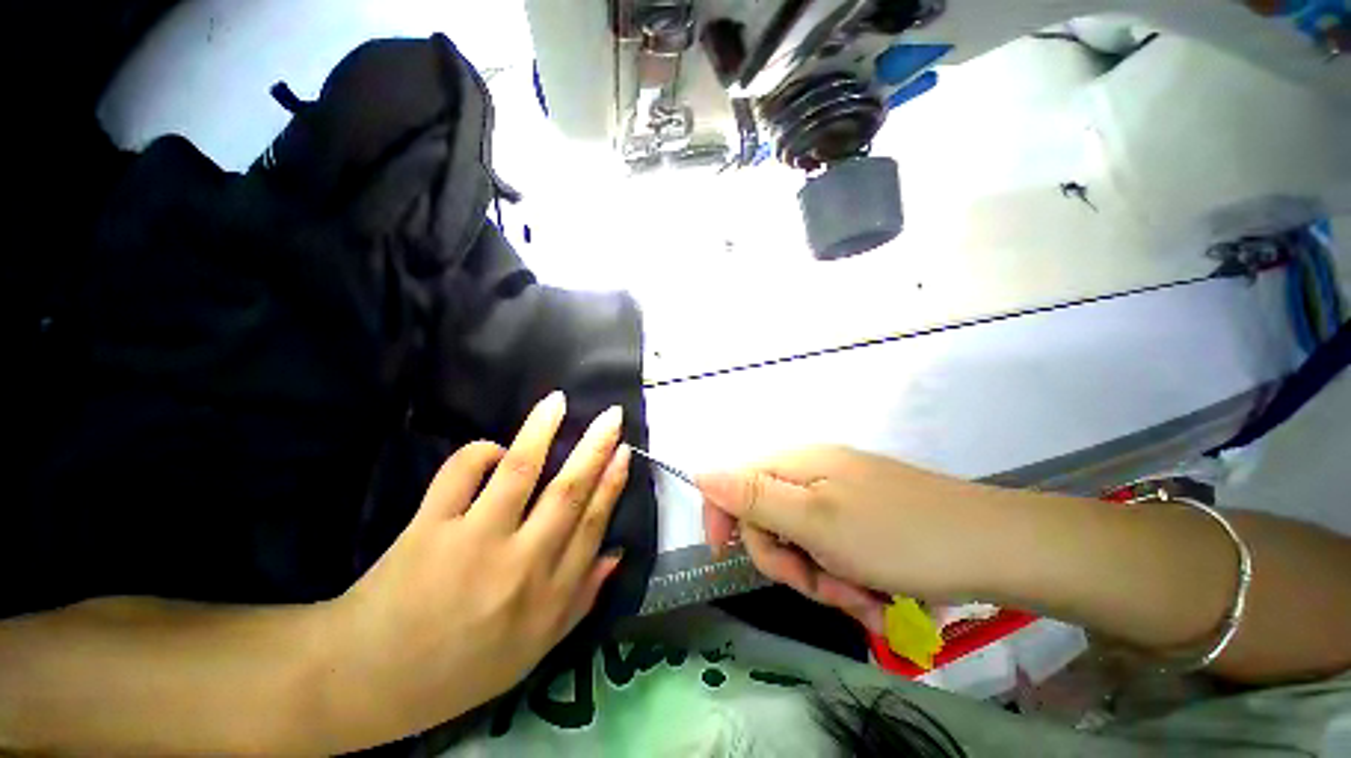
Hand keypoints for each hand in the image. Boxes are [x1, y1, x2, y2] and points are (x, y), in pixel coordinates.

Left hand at [327, 392, 630, 745]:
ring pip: (520, 471)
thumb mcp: (534, 649)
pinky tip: (494, 449)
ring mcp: (473, 542)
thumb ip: (581, 600)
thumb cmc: (460, 670)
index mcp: (547, 596)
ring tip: (558, 401)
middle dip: (596, 448)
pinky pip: (460, 474)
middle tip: (612, 415)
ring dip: (543, 430)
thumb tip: (616, 552)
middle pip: (568, 492)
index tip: (625, 451)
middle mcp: (520, 564)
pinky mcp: (429, 529)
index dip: (612, 483)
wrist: (368, 682)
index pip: (591, 524)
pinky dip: (480, 453)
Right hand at [700, 446, 1005, 634]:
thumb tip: (701, 472)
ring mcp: (842, 495)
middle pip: (769, 518)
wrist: (998, 549)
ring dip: (824, 578)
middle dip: (790, 561)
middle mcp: (813, 473)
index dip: (723, 516)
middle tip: (824, 587)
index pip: (734, 481)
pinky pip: (835, 549)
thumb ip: (752, 496)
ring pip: (803, 541)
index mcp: (796, 465)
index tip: (726, 555)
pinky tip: (878, 597)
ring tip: (864, 600)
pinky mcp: (865, 516)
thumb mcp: (814, 521)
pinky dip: (849, 578)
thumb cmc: (899, 536)